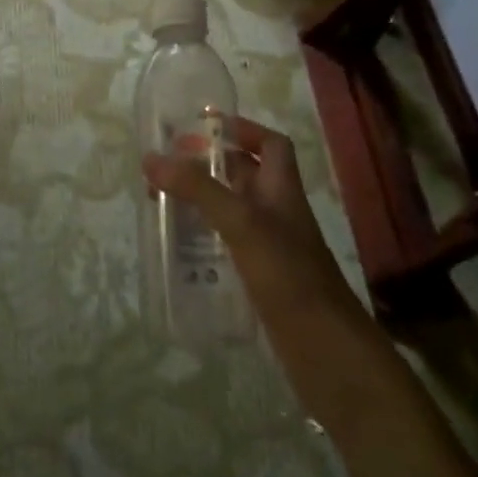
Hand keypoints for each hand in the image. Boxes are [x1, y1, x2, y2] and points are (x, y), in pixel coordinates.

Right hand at [142, 116, 348, 310]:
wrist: (326, 350)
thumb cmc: (287, 274)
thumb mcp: (240, 222)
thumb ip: (198, 189)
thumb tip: (152, 158)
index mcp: (282, 190)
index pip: (271, 144)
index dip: (244, 129)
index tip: (205, 126)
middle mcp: (278, 212)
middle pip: (246, 175)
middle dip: (210, 165)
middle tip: (169, 166)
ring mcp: (271, 247)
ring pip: (234, 210)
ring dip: (204, 202)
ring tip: (164, 202)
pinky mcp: (262, 278)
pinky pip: (229, 244)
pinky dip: (206, 238)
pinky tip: (181, 247)